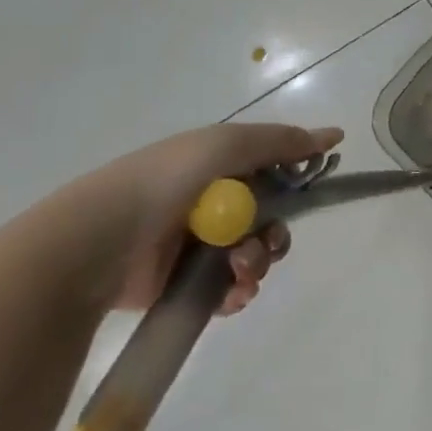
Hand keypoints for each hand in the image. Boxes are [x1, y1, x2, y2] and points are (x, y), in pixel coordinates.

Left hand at [88, 123, 344, 315]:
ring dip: (257, 264)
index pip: (272, 172)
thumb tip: (334, 136)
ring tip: (239, 271)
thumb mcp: (225, 145)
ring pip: (253, 257)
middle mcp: (209, 204)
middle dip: (276, 235)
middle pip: (268, 220)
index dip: (295, 182)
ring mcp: (195, 246)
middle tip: (264, 244)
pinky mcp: (183, 285)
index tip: (312, 193)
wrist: (98, 242)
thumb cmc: (164, 182)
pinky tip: (230, 294)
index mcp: (216, 166)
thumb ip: (281, 141)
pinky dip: (236, 291)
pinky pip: (228, 289)